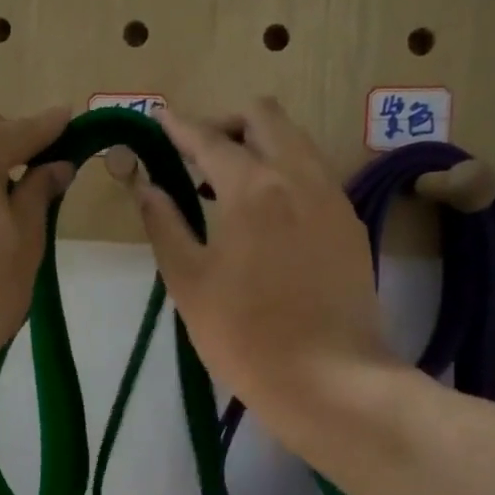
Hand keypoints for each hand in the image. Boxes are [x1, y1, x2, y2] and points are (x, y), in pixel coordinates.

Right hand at [120, 99, 388, 433]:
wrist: (327, 378)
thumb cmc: (243, 334)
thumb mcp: (187, 281)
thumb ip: (163, 223)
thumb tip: (144, 183)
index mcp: (252, 187)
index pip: (209, 138)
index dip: (179, 125)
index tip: (159, 118)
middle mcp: (298, 176)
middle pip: (265, 116)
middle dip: (226, 122)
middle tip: (197, 152)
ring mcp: (332, 197)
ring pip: (296, 140)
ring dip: (260, 144)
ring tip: (229, 183)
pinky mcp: (350, 223)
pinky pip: (315, 174)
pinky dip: (285, 172)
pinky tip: (268, 213)